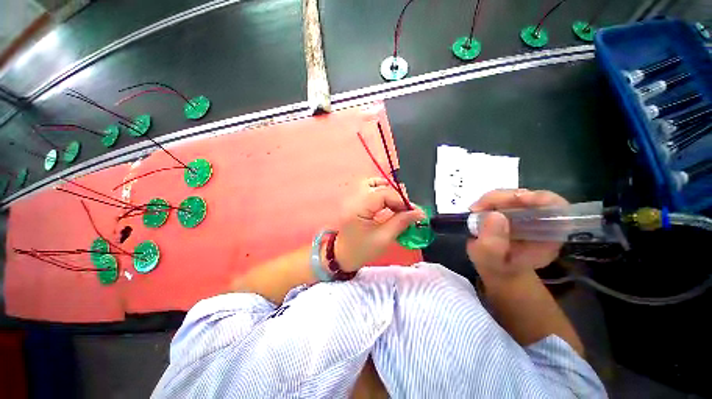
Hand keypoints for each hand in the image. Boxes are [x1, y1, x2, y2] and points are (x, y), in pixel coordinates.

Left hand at [335, 178, 425, 270]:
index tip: (413, 211)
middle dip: (395, 195)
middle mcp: (353, 199)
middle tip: (406, 209)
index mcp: (358, 208)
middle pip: (378, 186)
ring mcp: (352, 198)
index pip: (383, 193)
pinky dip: (380, 191)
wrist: (343, 256)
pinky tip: (387, 201)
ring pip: (372, 184)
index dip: (400, 200)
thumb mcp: (384, 238)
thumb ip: (401, 222)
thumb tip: (419, 212)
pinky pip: (369, 188)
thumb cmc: (361, 250)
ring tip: (397, 204)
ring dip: (388, 190)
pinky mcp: (355, 201)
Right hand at [466, 189, 567, 283]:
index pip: (558, 209)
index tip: (519, 199)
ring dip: (493, 199)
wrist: (496, 267)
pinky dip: (488, 201)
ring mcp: (526, 213)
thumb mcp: (490, 260)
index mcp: (548, 236)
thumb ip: (492, 244)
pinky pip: (503, 198)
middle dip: (504, 197)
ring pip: (514, 195)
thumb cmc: (496, 267)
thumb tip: (494, 215)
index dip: (542, 199)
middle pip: (531, 197)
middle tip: (480, 207)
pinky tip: (478, 210)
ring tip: (476, 210)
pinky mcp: (513, 209)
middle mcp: (541, 221)